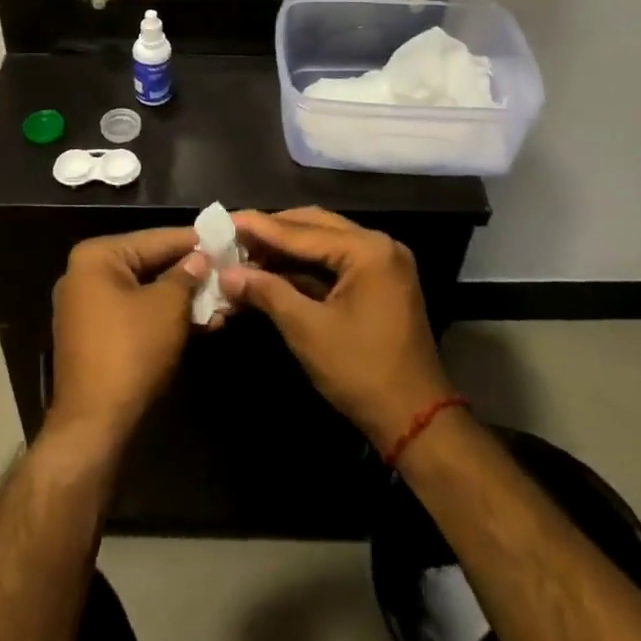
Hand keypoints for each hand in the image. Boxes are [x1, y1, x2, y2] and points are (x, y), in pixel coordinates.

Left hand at [47, 229, 209, 452]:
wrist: (95, 424)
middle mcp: (86, 276)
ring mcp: (89, 308)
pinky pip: (137, 315)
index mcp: (96, 257)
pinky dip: (166, 318)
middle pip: (150, 264)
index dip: (193, 240)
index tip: (225, 237)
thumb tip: (200, 257)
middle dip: (191, 273)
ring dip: (184, 299)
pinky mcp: (98, 338)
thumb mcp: (168, 306)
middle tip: (229, 269)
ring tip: (225, 301)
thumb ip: (186, 275)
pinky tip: (204, 323)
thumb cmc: (132, 350)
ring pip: (146, 292)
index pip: (154, 239)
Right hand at [222, 208, 454, 455]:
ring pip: (323, 244)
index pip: (302, 231)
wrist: (416, 421)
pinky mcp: (379, 283)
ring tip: (245, 252)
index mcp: (368, 250)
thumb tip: (226, 274)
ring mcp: (382, 264)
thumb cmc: (361, 372)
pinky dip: (304, 267)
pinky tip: (271, 272)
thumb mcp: (307, 330)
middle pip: (314, 227)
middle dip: (272, 232)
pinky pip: (335, 263)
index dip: (259, 227)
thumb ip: (267, 292)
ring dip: (286, 250)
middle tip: (232, 235)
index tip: (224, 219)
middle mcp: (379, 246)